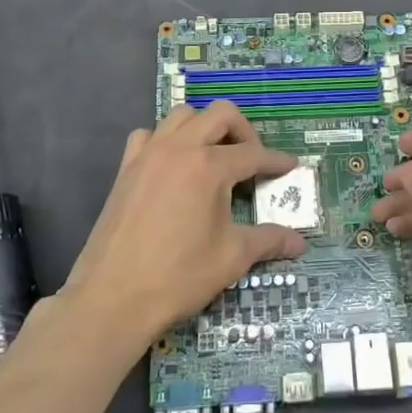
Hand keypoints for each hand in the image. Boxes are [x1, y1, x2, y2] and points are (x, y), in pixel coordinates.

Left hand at [63, 102, 306, 354]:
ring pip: (183, 115)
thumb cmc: (178, 276)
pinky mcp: (126, 168)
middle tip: (252, 161)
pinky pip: (148, 135)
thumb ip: (268, 240)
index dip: (277, 160)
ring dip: (205, 128)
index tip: (291, 166)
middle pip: (220, 114)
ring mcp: (148, 154)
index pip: (253, 153)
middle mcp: (179, 148)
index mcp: (209, 166)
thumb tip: (299, 242)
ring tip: (214, 157)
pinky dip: (165, 140)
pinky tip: (173, 166)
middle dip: (244, 131)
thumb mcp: (232, 258)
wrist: (112, 298)